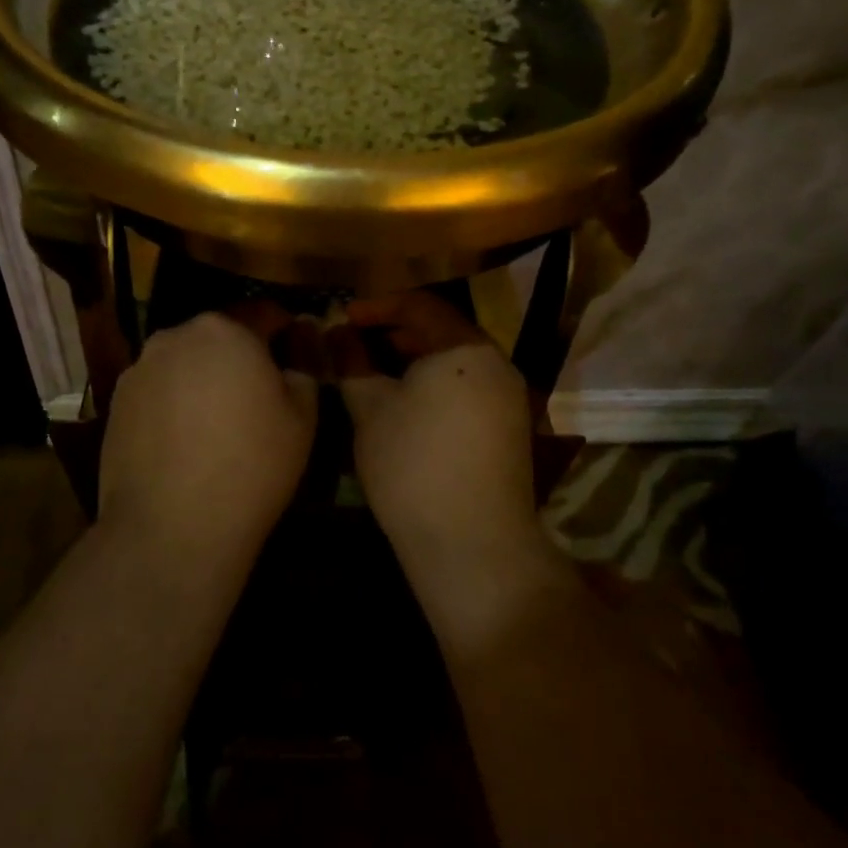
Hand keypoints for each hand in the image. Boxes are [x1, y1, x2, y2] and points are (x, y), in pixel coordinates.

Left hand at [99, 309, 317, 558]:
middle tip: (255, 394)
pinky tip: (182, 441)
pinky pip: (157, 391)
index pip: (264, 313)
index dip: (285, 331)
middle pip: (218, 336)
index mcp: (225, 329)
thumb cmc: (251, 465)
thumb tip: (293, 358)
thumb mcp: (302, 418)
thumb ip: (302, 372)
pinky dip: (172, 403)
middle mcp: (176, 336)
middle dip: (238, 355)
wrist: (172, 527)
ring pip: (184, 362)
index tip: (294, 354)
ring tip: (214, 422)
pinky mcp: (115, 403)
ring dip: (202, 378)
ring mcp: (139, 369)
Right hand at [328, 292, 542, 601]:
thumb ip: (352, 362)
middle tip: (354, 344)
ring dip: (414, 360)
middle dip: (394, 332)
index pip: (418, 304)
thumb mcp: (370, 408)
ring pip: (455, 362)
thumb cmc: (413, 464)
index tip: (342, 318)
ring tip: (375, 374)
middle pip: (441, 330)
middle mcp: (496, 363)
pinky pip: (468, 388)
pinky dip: (435, 384)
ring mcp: (509, 397)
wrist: (473, 544)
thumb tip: (337, 332)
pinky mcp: (510, 429)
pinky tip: (406, 406)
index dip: (376, 306)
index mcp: (464, 347)